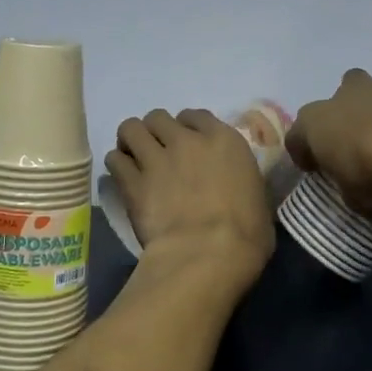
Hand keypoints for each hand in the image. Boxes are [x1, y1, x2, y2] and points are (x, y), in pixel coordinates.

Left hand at [105, 109, 274, 285]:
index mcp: (224, 140)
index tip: (187, 144)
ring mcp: (156, 159)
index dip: (187, 128)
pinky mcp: (132, 183)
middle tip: (158, 151)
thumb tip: (236, 188)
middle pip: (158, 117)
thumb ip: (240, 179)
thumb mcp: (257, 196)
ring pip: (130, 128)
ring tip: (134, 156)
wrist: (208, 254)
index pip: (195, 116)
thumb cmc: (247, 233)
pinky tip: (122, 177)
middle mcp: (186, 141)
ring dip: (131, 140)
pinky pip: (114, 160)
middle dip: (156, 131)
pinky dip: (117, 165)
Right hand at [287, 48, 371, 222]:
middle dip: (340, 117)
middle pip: (331, 102)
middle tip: (355, 139)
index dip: (303, 153)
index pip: (297, 138)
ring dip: (368, 90)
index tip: (313, 169)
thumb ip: (361, 197)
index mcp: (315, 127)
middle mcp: (340, 100)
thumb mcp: (360, 202)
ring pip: (360, 77)